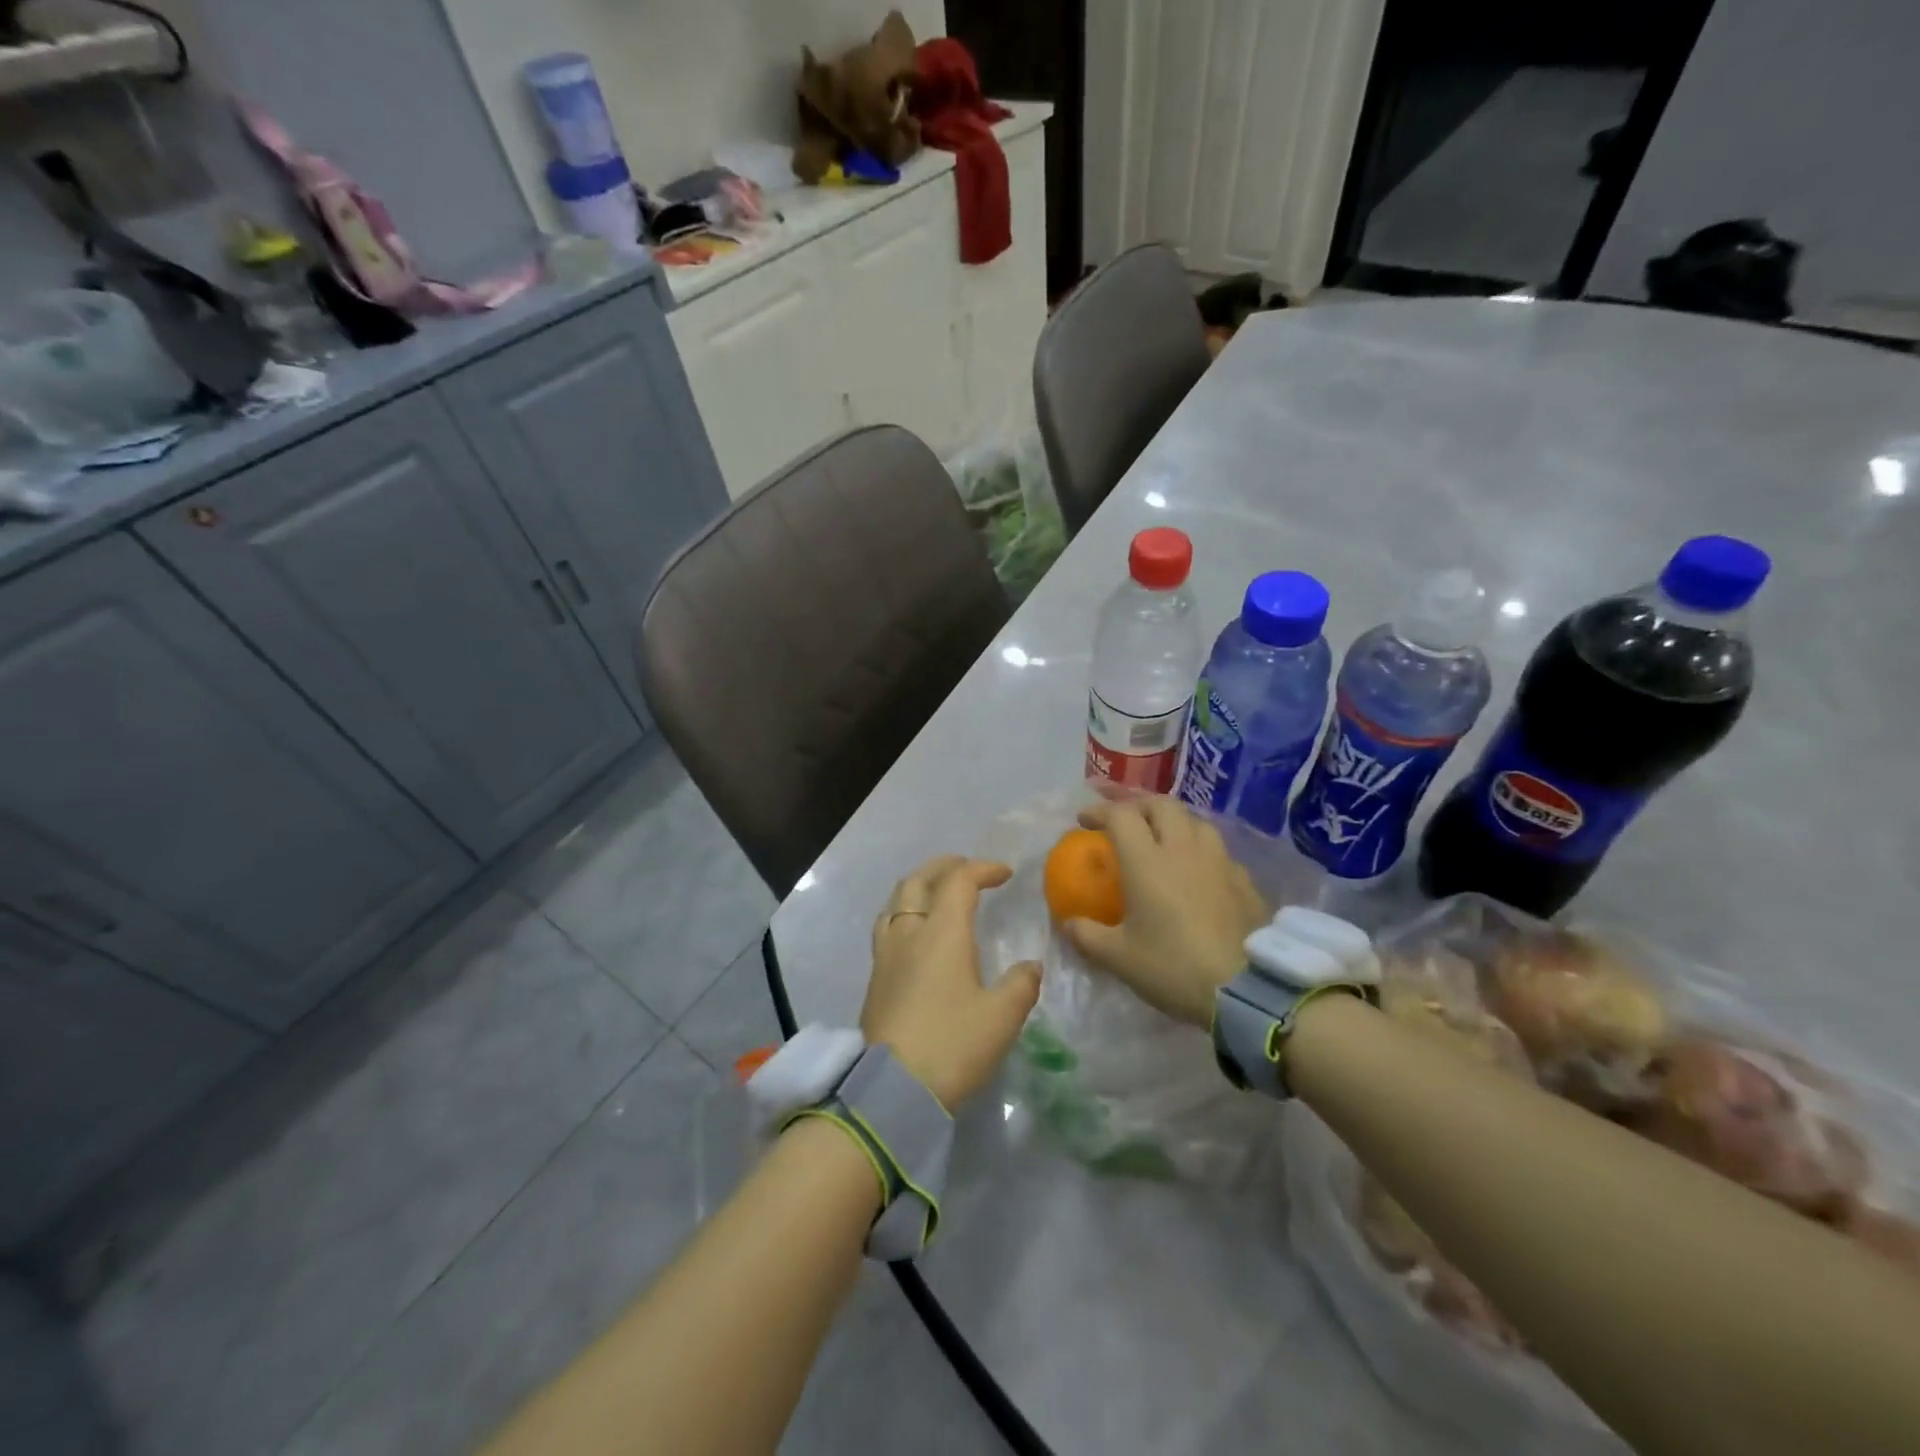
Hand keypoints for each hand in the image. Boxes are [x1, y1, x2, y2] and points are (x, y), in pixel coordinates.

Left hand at [862, 856, 1040, 1110]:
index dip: (983, 869)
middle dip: (944, 867)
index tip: (1006, 874)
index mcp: (941, 932)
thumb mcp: (1001, 1017)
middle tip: (967, 869)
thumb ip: (1021, 985)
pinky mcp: (874, 980)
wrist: (891, 1090)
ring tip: (937, 894)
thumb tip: (1031, 967)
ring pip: (895, 902)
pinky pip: (887, 928)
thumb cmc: (952, 1045)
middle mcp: (908, 933)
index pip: (959, 880)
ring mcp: (885, 955)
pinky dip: (905, 914)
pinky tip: (917, 936)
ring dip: (918, 887)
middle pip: (918, 881)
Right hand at [1061, 797, 1267, 1026]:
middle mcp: (1183, 849)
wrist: (1248, 989)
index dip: (1100, 811)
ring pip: (1195, 821)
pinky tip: (1199, 871)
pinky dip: (1200, 849)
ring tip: (1162, 838)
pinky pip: (1218, 850)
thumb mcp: (1119, 958)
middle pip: (1161, 805)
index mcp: (1147, 861)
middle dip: (1137, 805)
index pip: (1121, 815)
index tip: (1084, 821)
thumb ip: (1087, 936)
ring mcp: (1219, 861)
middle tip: (1124, 820)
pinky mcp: (1245, 880)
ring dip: (1173, 821)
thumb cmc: (1174, 967)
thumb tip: (1068, 923)